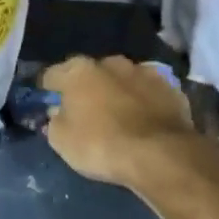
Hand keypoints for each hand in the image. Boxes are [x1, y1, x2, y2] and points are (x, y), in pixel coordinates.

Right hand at [40, 55, 199, 189]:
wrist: (160, 155)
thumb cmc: (101, 145)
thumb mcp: (61, 141)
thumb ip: (55, 121)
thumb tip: (58, 112)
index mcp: (78, 71)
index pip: (52, 75)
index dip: (48, 90)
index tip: (50, 104)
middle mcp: (110, 63)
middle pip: (90, 73)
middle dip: (87, 88)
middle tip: (86, 112)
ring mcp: (144, 72)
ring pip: (122, 79)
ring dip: (117, 92)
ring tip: (119, 116)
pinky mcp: (171, 87)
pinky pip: (148, 92)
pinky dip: (144, 102)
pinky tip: (145, 121)